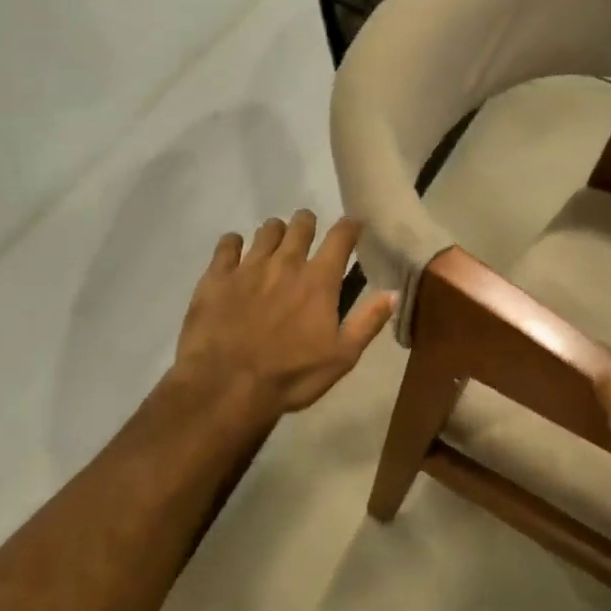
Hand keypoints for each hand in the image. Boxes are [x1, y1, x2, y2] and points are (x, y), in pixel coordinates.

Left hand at [174, 211, 395, 418]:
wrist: (226, 387)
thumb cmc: (291, 376)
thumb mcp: (342, 357)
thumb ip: (368, 321)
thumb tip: (393, 292)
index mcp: (319, 281)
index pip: (341, 237)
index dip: (350, 227)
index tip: (353, 225)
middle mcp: (286, 263)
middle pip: (301, 225)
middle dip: (308, 223)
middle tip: (308, 232)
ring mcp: (248, 267)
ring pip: (266, 231)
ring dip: (276, 232)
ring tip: (275, 243)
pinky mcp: (216, 276)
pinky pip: (227, 244)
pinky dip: (234, 243)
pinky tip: (235, 252)